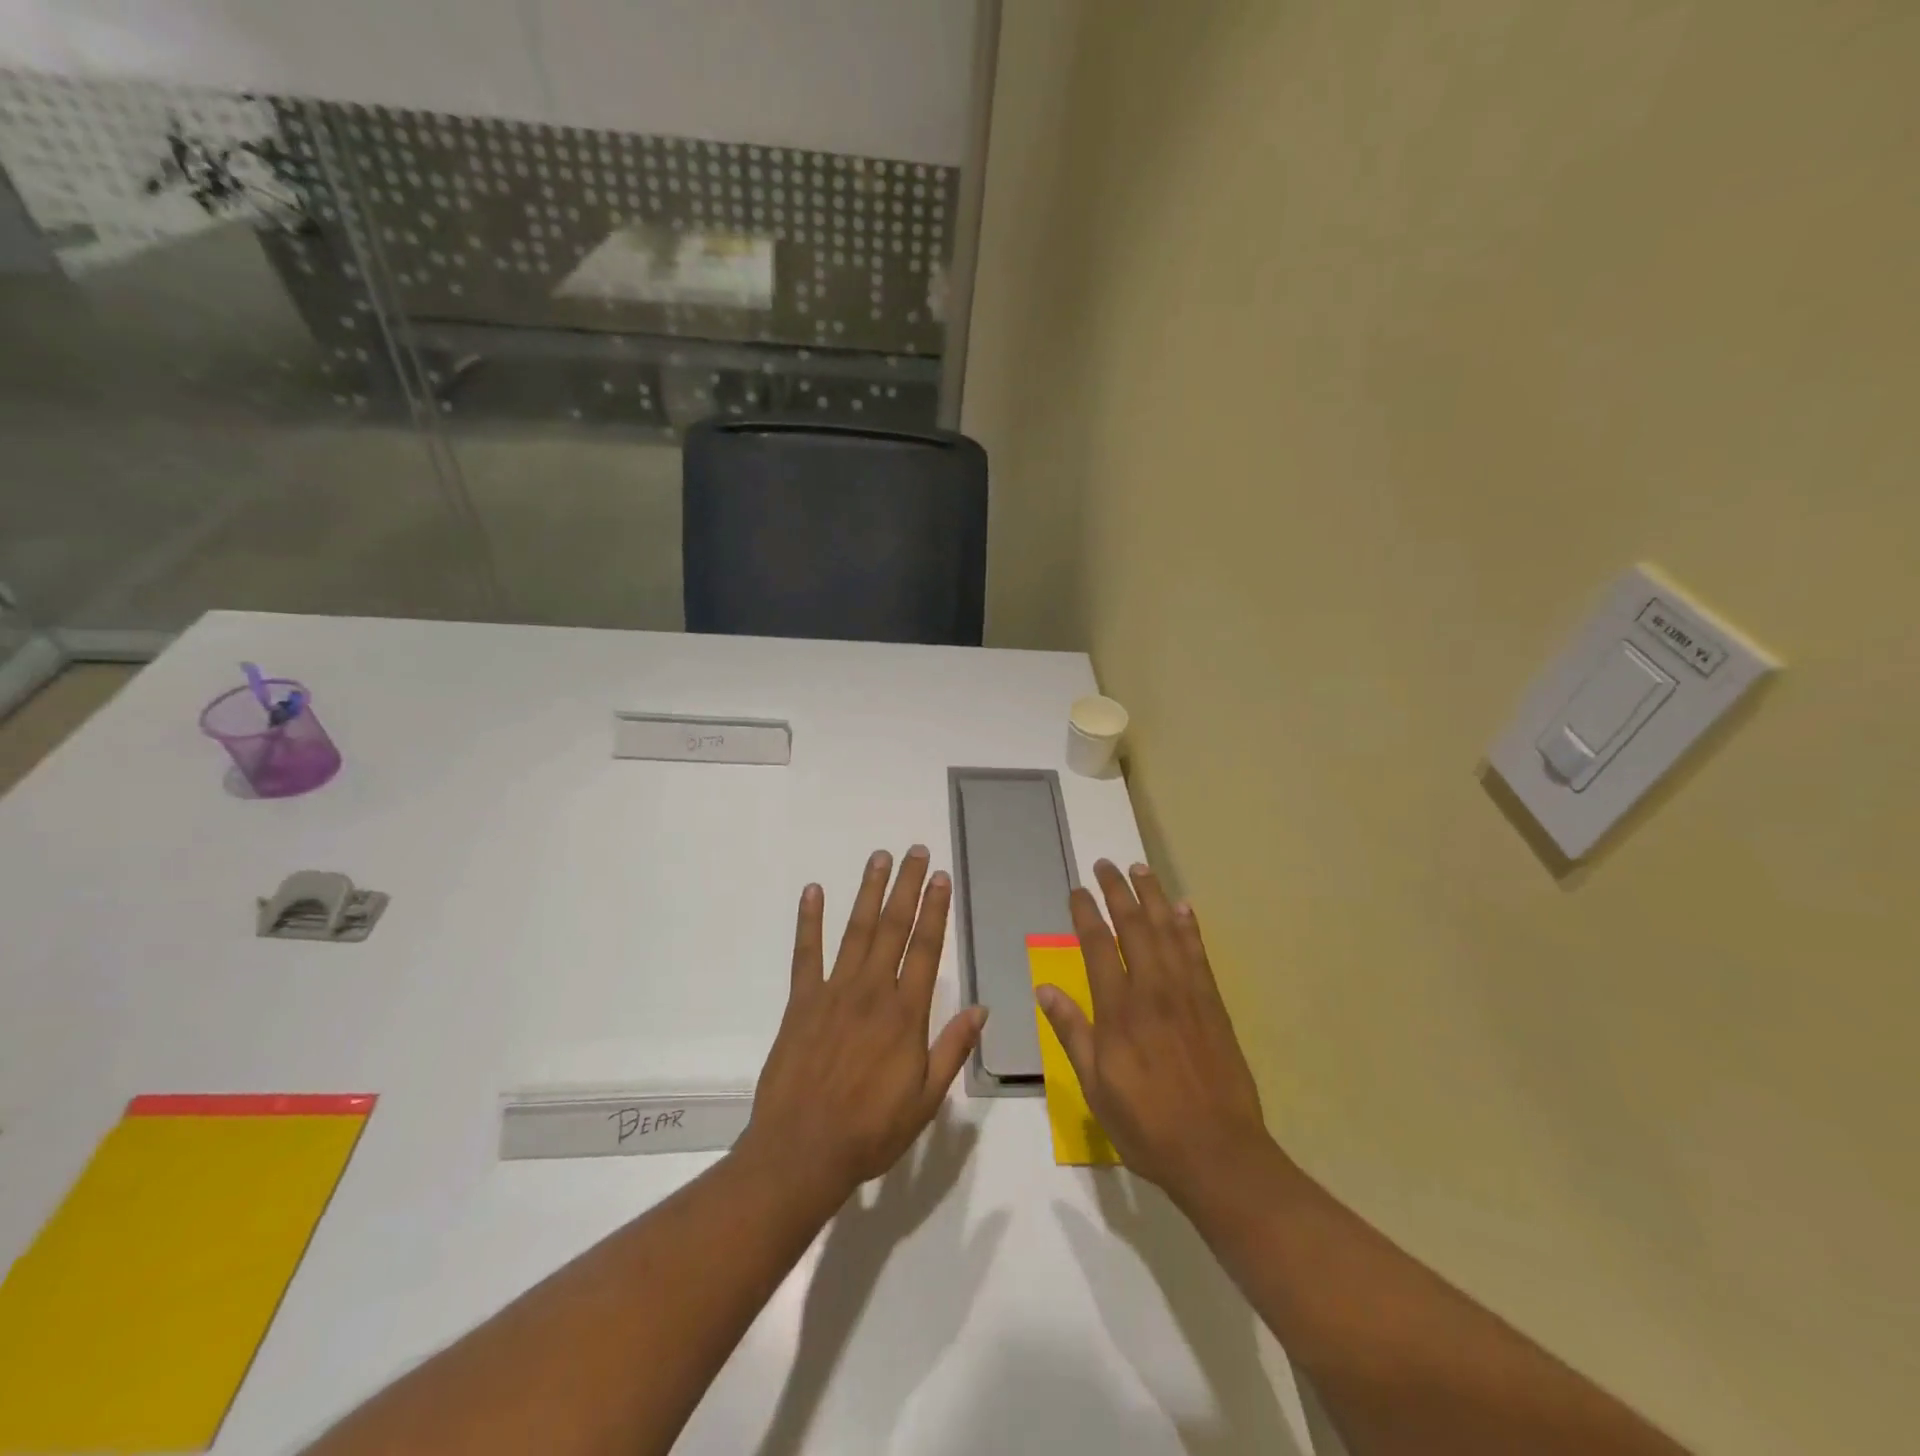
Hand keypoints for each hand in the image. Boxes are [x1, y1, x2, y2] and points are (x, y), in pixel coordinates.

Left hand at [740, 846, 987, 1205]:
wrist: (802, 1151)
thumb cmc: (871, 1131)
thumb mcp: (926, 1100)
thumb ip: (953, 1049)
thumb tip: (982, 1009)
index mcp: (906, 1014)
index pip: (926, 949)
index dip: (935, 910)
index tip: (941, 877)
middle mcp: (872, 991)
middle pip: (894, 928)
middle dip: (907, 886)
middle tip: (915, 851)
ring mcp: (833, 992)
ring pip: (856, 930)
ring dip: (869, 891)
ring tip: (879, 858)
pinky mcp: (801, 1002)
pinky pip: (806, 953)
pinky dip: (809, 920)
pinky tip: (813, 891)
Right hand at [1037, 860, 1270, 1205]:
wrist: (1218, 1152)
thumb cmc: (1147, 1124)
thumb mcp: (1095, 1087)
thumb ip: (1072, 1033)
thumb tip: (1044, 989)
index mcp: (1119, 1011)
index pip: (1098, 946)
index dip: (1085, 913)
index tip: (1076, 890)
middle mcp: (1153, 990)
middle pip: (1134, 927)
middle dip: (1117, 891)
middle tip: (1106, 864)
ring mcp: (1187, 994)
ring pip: (1168, 931)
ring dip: (1153, 896)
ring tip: (1141, 869)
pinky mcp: (1213, 1005)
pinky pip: (1199, 954)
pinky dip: (1190, 927)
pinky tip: (1184, 908)